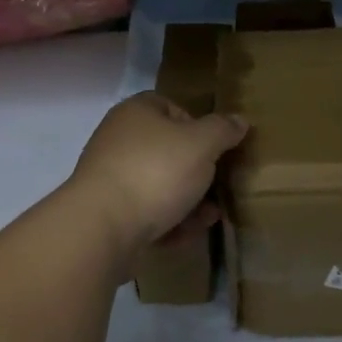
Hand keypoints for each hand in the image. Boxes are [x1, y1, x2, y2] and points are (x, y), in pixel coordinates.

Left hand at [68, 92, 248, 251]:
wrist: (102, 227)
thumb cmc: (156, 172)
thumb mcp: (202, 144)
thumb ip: (223, 130)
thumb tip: (239, 121)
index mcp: (137, 112)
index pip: (172, 107)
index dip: (198, 125)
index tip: (217, 148)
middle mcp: (119, 139)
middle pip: (168, 150)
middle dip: (197, 171)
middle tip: (219, 186)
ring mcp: (110, 177)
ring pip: (159, 184)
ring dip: (188, 200)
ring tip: (210, 216)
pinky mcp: (108, 212)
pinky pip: (146, 212)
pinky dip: (168, 221)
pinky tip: (187, 234)